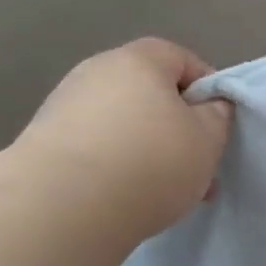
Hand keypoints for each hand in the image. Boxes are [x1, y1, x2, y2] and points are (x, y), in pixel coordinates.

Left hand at [22, 38, 233, 245]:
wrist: (64, 206)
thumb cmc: (150, 162)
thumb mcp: (207, 140)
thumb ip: (217, 116)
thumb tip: (209, 106)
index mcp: (138, 60)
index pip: (182, 59)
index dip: (207, 90)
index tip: (219, 127)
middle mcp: (96, 72)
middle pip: (150, 94)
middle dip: (178, 129)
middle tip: (197, 168)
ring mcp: (66, 106)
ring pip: (125, 125)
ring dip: (149, 152)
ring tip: (166, 193)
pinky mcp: (46, 143)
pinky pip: (98, 149)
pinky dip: (119, 168)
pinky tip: (129, 200)